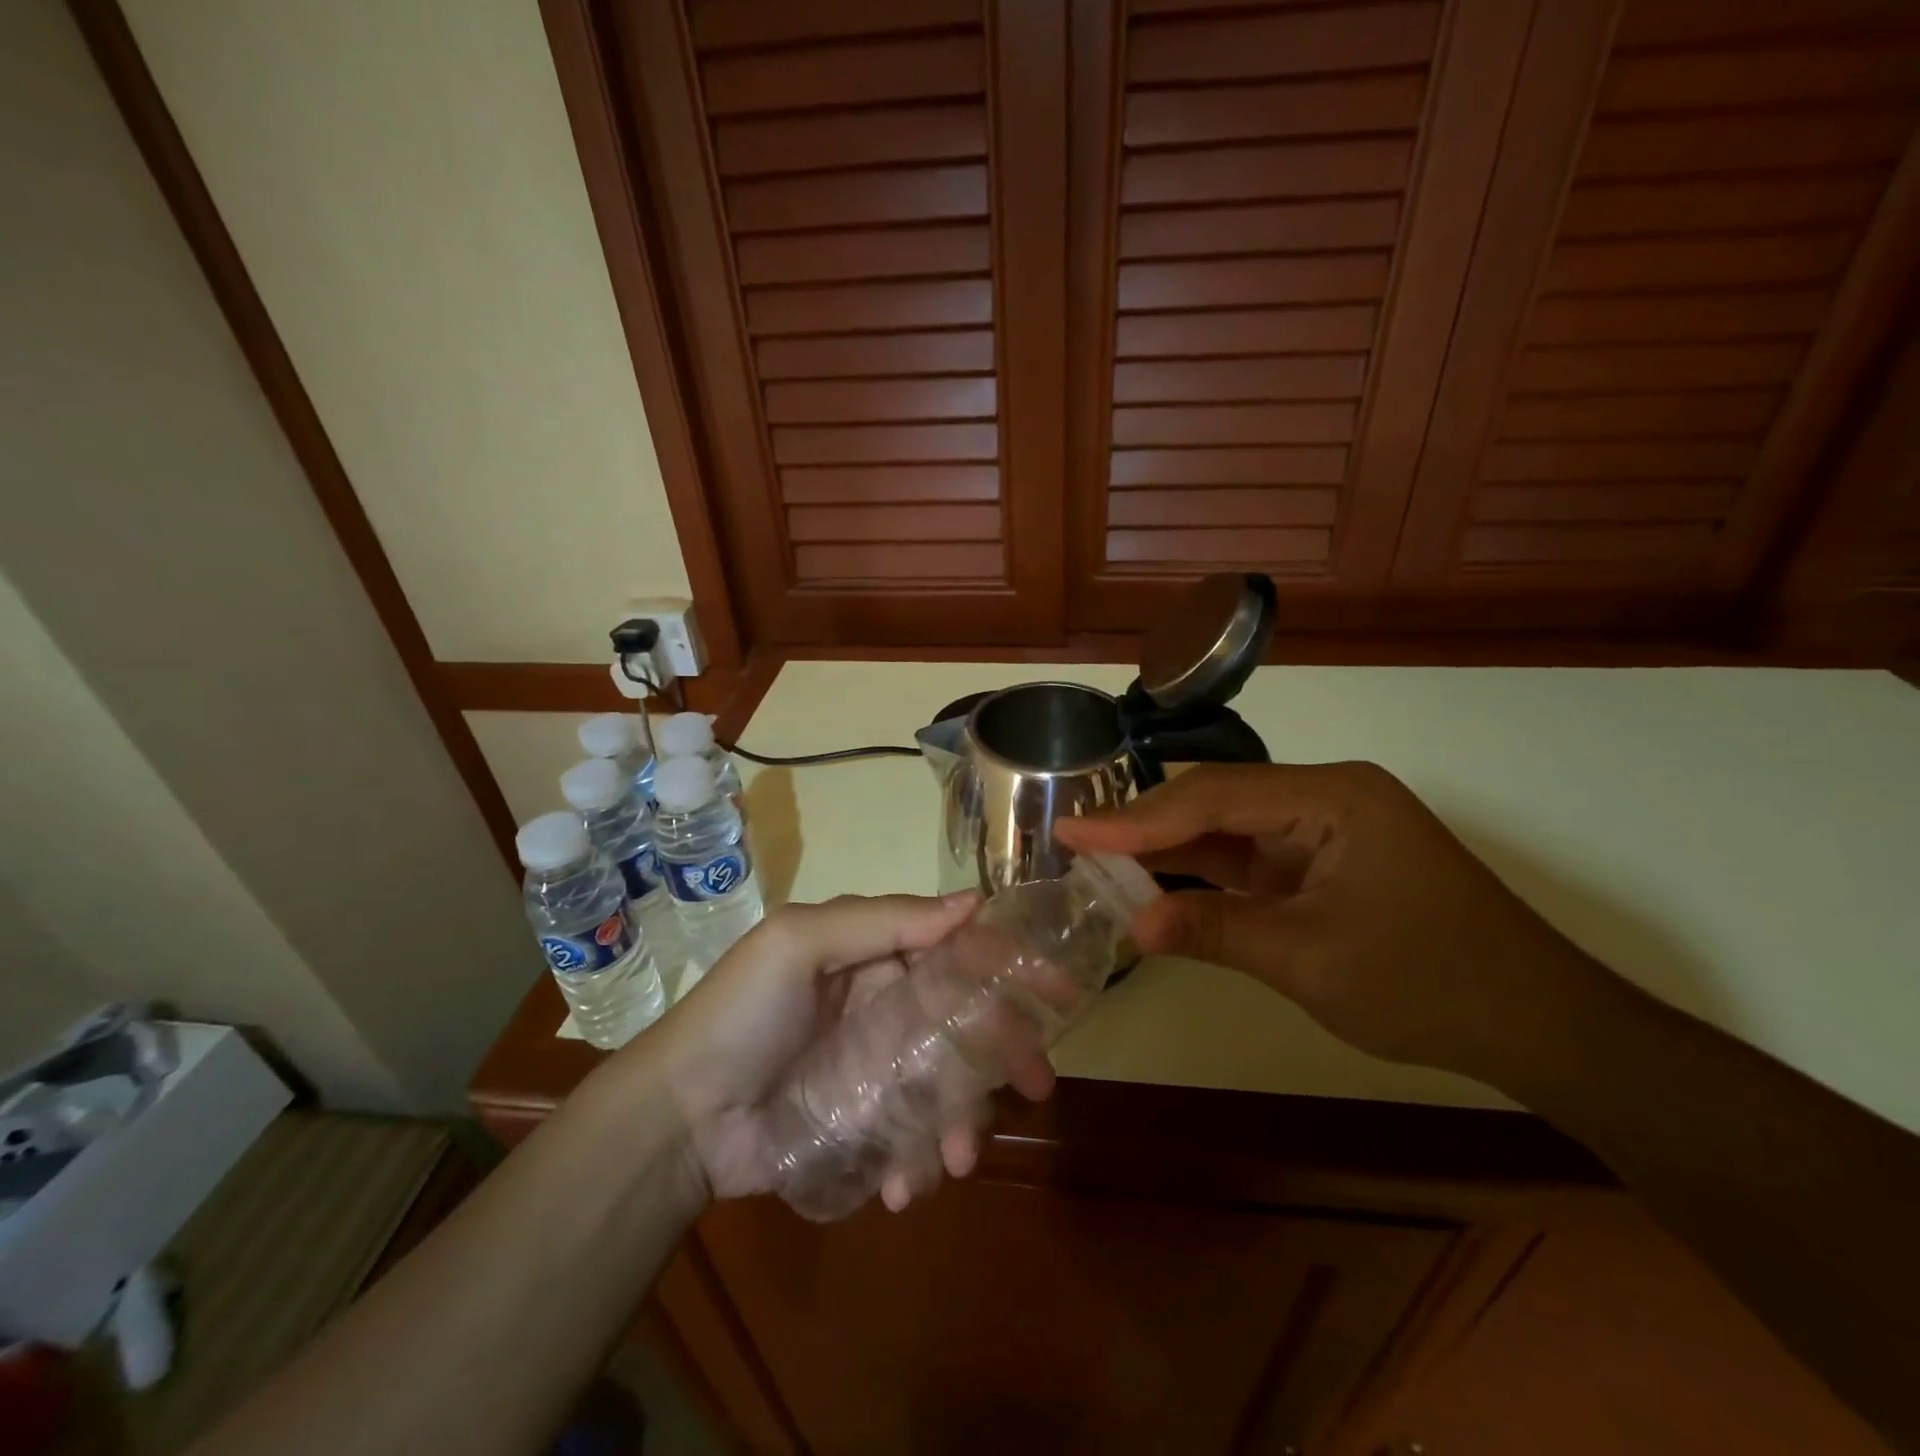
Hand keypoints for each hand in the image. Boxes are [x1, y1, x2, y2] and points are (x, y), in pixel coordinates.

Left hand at [650, 895, 1055, 1211]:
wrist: (678, 1117)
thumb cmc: (740, 1014)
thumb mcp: (798, 943)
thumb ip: (882, 919)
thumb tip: (972, 900)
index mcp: (877, 956)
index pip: (956, 950)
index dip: (1007, 964)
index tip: (1056, 992)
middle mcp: (888, 1007)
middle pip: (966, 1022)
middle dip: (1005, 1054)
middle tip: (1036, 1087)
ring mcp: (880, 1071)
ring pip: (949, 1086)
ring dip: (964, 1120)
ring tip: (953, 1159)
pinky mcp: (868, 1126)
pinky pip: (915, 1139)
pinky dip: (921, 1161)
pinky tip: (904, 1185)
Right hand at [1055, 763, 1600, 1085]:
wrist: (1540, 1027)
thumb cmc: (1430, 985)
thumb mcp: (1310, 960)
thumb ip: (1215, 931)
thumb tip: (1131, 927)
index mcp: (1333, 796)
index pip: (1215, 797)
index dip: (1138, 818)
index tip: (1074, 831)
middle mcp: (1327, 796)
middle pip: (1218, 802)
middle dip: (1147, 827)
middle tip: (1077, 841)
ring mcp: (1327, 829)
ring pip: (1230, 828)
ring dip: (1171, 848)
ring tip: (1100, 857)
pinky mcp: (1325, 862)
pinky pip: (1251, 857)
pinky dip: (1204, 871)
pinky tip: (1157, 878)